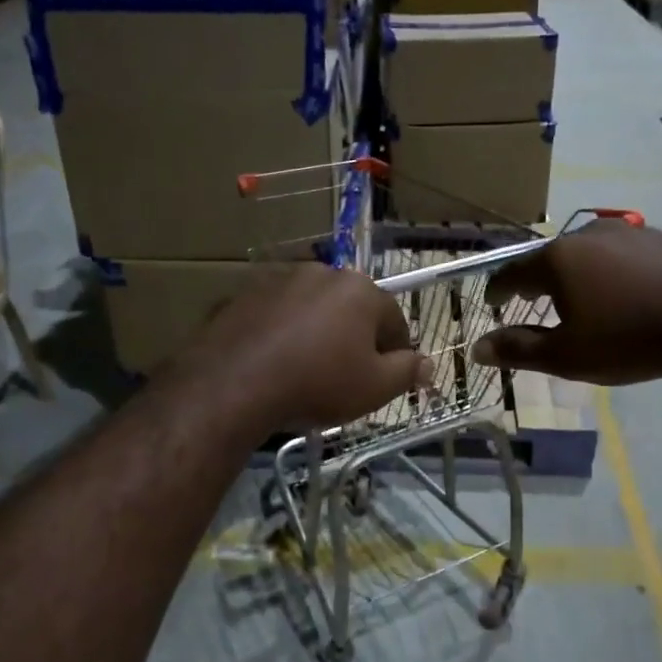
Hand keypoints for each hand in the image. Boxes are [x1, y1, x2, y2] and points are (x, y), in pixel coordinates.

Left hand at [177, 264, 429, 432]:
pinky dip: (282, 334)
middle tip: (347, 377)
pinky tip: (275, 363)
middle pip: (351, 309)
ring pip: (312, 310)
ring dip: (317, 333)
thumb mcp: (374, 388)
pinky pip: (277, 316)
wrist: (234, 384)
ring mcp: (279, 280)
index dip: (396, 352)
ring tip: (308, 370)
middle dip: (355, 339)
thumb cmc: (317, 384)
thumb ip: (407, 372)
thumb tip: (428, 364)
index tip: (388, 378)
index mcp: (360, 290)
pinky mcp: (243, 295)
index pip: (394, 319)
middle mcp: (322, 273)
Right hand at [471, 220, 661, 384]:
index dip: (498, 290)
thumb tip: (478, 348)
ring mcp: (626, 232)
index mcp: (557, 259)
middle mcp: (586, 234)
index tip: (493, 303)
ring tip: (577, 299)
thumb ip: (519, 350)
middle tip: (530, 302)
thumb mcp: (568, 355)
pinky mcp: (659, 238)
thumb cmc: (631, 339)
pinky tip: (621, 293)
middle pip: (548, 259)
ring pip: (584, 253)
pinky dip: (607, 272)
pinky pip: (617, 255)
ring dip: (573, 275)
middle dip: (535, 282)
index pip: (512, 272)